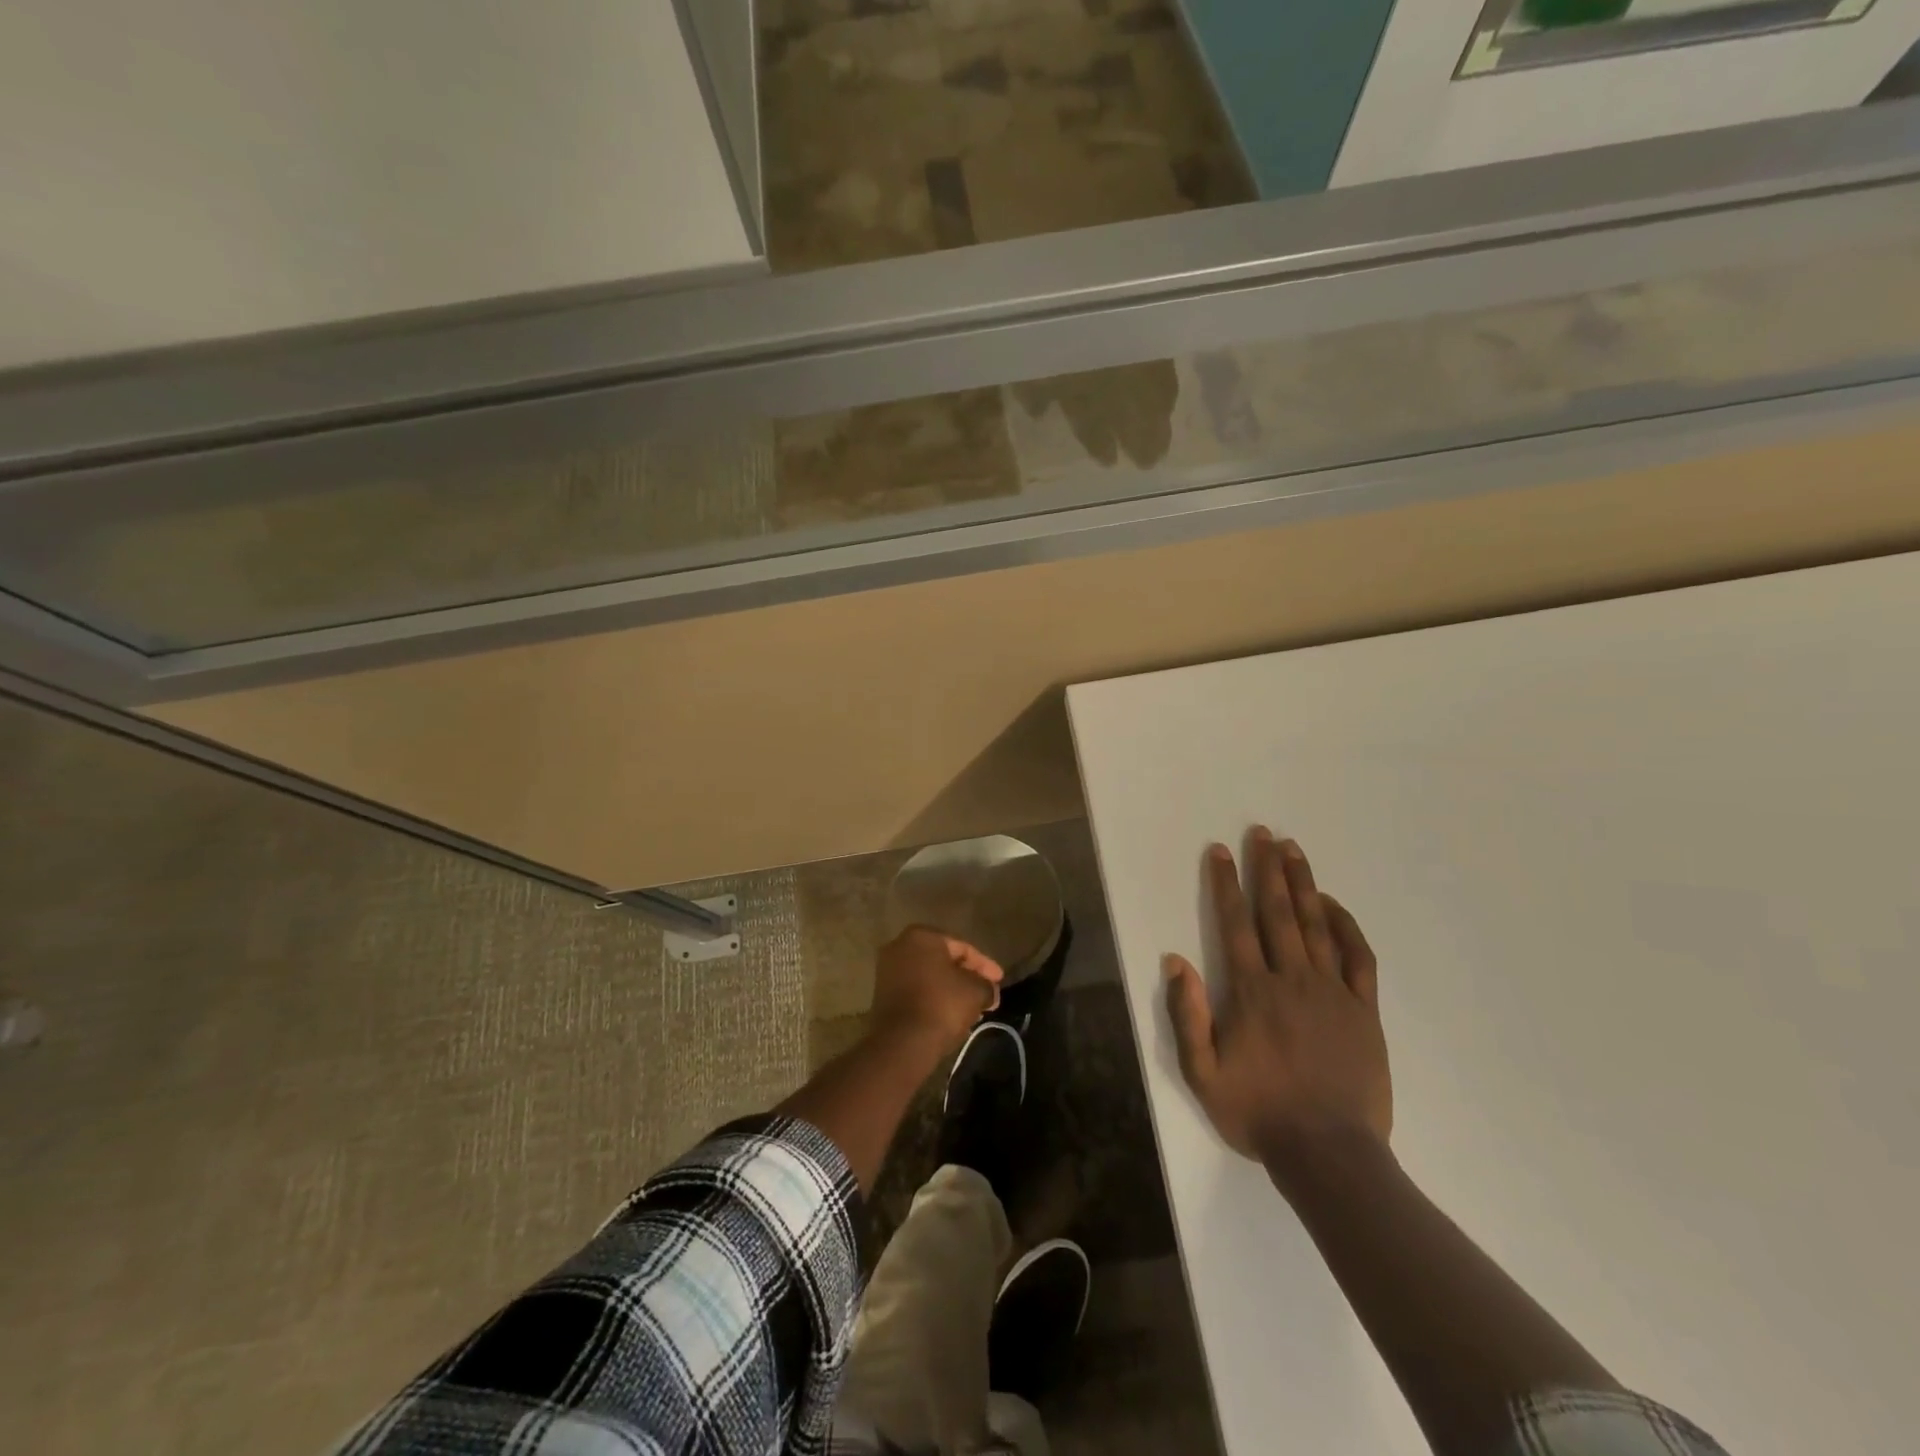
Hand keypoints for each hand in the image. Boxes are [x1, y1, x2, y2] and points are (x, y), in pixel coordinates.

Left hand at [870, 926, 1003, 1052]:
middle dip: (967, 977)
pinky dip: (934, 998)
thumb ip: (986, 986)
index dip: (985, 965)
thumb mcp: (975, 992)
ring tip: (972, 1007)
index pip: (962, 947)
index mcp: (922, 936)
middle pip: (944, 960)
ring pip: (930, 976)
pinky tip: (951, 1013)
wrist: (902, 1042)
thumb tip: (989, 991)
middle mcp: (900, 946)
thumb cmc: (942, 1005)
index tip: (999, 981)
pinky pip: (917, 990)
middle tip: (987, 993)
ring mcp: (887, 970)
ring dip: (951, 989)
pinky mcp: (882, 994)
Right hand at [1163, 830, 1390, 1177]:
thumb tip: (1175, 960)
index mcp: (1251, 992)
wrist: (1329, 1154)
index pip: (1235, 924)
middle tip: (1262, 833)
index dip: (1225, 885)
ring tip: (1293, 850)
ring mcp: (1332, 992)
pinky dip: (1345, 925)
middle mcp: (1291, 980)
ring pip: (1315, 925)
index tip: (1220, 852)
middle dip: (1267, 869)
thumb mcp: (1202, 1073)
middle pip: (1277, 912)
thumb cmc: (1258, 1112)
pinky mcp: (1363, 1010)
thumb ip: (1187, 1014)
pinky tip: (1332, 905)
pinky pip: (1357, 957)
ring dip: (1302, 883)